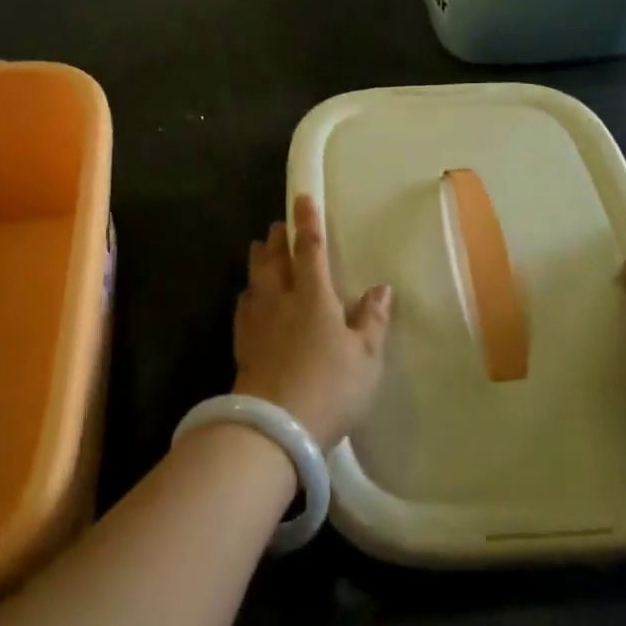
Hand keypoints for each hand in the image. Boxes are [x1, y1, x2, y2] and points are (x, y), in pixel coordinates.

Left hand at [233, 196, 392, 450]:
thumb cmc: (330, 387)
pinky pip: (244, 308)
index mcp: (314, 295)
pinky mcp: (242, 345)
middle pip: (274, 259)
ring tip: (259, 250)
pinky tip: (249, 299)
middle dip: (276, 238)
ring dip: (258, 261)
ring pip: (255, 279)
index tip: (303, 198)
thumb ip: (373, 320)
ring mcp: (258, 322)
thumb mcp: (365, 357)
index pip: (310, 248)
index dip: (307, 222)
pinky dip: (248, 295)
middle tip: (277, 225)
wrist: (274, 427)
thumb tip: (382, 288)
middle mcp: (281, 299)